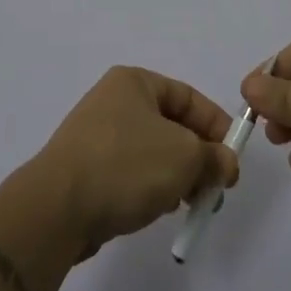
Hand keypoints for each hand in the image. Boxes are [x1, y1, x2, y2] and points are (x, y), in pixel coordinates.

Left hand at [33, 66, 239, 250]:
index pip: (188, 97)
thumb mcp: (185, 156)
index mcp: (134, 82)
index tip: (233, 159)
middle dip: (198, 156)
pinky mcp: (86, 169)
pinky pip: (131, 172)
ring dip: (177, 175)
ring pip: (152, 152)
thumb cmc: (127, 165)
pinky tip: (159, 208)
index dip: (216, 126)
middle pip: (171, 126)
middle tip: (215, 188)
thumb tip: (225, 164)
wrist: (58, 208)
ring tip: (190, 203)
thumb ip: (213, 157)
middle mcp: (114, 101)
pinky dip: (150, 187)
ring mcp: (96, 136)